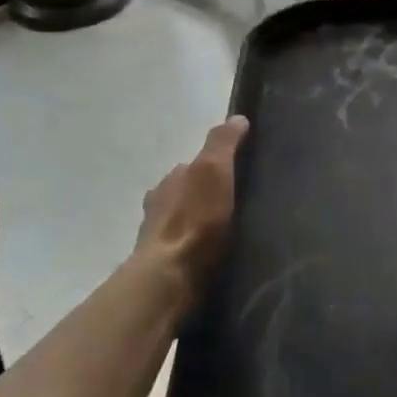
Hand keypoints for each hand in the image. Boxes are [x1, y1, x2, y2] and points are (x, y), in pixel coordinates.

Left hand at [136, 117, 248, 295]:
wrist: (170, 279)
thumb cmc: (194, 220)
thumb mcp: (213, 170)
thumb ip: (222, 143)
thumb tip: (236, 118)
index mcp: (170, 180)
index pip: (193, 164)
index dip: (214, 165)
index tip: (237, 171)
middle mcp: (159, 205)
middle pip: (187, 193)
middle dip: (206, 195)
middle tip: (237, 203)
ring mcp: (159, 238)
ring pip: (184, 222)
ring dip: (201, 224)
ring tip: (230, 232)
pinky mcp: (166, 268)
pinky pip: (186, 250)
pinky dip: (198, 248)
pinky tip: (215, 255)